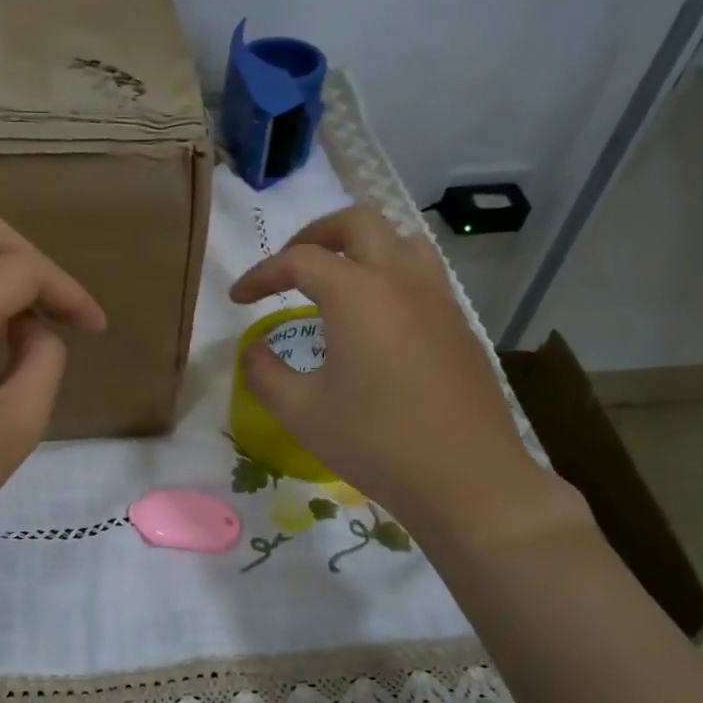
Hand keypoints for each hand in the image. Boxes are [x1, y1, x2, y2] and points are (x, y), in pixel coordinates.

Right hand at [229, 205, 584, 551]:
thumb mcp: (301, 412)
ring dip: (359, 246)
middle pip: (356, 223)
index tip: (237, 299)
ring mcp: (438, 298)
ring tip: (334, 279)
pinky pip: (421, 273)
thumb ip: (264, 373)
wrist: (464, 478)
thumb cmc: (375, 443)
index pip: (300, 260)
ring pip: (398, 239)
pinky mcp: (457, 323)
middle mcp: (401, 279)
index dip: (261, 274)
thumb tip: (252, 350)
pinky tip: (374, 318)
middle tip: (287, 266)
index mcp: (358, 294)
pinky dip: (387, 273)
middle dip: (313, 235)